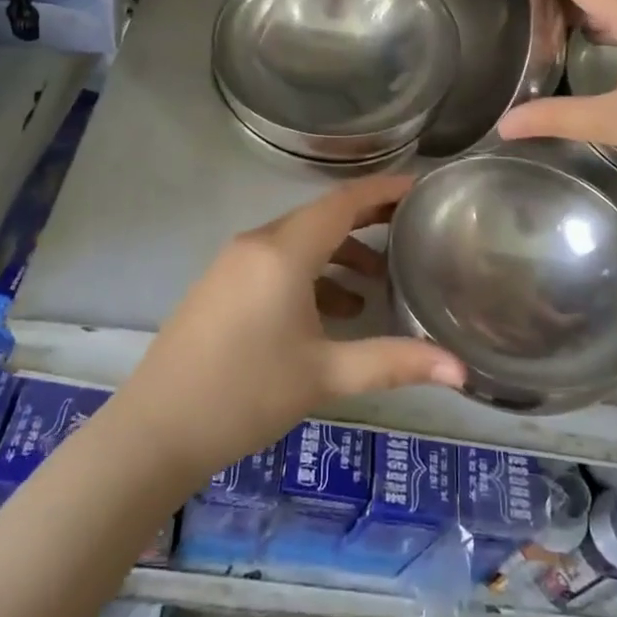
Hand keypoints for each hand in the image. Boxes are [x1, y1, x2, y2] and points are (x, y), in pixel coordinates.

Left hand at [116, 175, 465, 483]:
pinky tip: (332, 310)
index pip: (344, 201)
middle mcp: (258, 242)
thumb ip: (394, 363)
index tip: (421, 187)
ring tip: (378, 281)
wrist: (156, 429)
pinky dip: (311, 272)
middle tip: (411, 229)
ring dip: (339, 252)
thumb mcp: (325, 375)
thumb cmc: (246, 394)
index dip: (385, 189)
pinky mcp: (222, 282)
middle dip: (367, 220)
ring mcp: (234, 261)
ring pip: (299, 240)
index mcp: (284, 251)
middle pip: (322, 216)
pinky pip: (277, 260)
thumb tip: (461, 370)